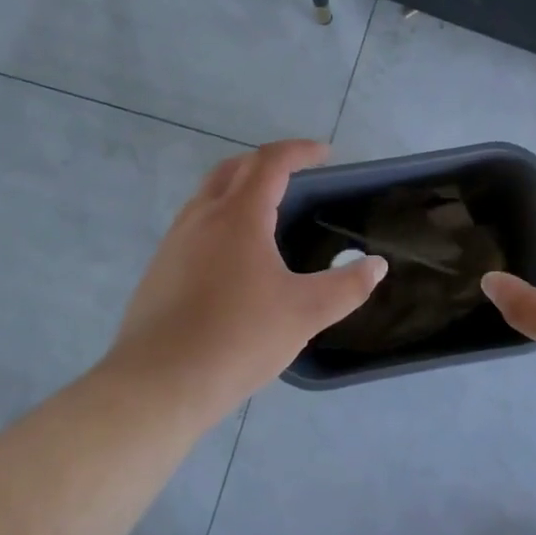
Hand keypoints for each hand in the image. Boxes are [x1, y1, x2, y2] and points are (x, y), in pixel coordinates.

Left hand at [101, 141, 387, 418]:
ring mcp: (174, 243)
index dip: (300, 151)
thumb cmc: (239, 338)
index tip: (325, 154)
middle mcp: (202, 217)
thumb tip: (377, 265)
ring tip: (266, 214)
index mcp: (239, 216)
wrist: (159, 383)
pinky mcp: (159, 270)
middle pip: (233, 169)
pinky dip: (220, 220)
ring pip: (207, 197)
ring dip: (238, 189)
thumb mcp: (305, 313)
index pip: (271, 162)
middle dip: (266, 162)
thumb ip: (347, 286)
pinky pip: (194, 226)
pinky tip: (234, 259)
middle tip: (294, 176)